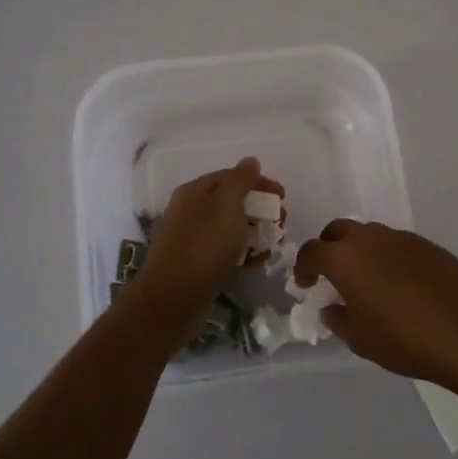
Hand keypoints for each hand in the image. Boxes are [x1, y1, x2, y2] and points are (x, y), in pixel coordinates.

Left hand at [136, 158, 283, 309]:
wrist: (174, 298)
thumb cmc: (204, 244)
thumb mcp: (227, 204)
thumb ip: (241, 180)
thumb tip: (250, 161)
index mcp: (195, 191)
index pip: (231, 176)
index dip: (259, 182)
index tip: (283, 196)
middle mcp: (191, 211)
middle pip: (233, 203)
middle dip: (261, 210)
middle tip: (282, 223)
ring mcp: (193, 240)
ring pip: (231, 229)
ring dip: (256, 233)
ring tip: (273, 245)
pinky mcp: (198, 265)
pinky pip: (226, 252)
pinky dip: (244, 254)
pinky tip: (258, 263)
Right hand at [294, 220, 457, 389]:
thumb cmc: (405, 339)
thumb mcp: (361, 339)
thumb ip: (339, 319)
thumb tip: (332, 307)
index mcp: (345, 258)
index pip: (312, 251)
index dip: (303, 267)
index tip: (304, 284)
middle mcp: (370, 238)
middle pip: (339, 230)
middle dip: (329, 248)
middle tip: (330, 274)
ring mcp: (402, 238)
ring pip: (370, 234)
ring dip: (360, 251)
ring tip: (366, 281)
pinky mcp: (429, 245)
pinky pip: (396, 244)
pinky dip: (387, 257)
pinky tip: (398, 284)